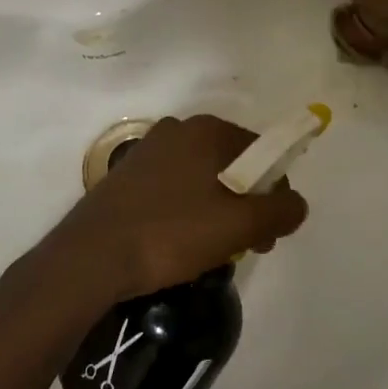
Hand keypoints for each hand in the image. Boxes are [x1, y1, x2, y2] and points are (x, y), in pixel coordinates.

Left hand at [51, 114, 308, 300]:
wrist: (89, 259)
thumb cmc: (170, 233)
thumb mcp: (238, 226)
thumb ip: (279, 211)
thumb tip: (298, 204)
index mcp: (208, 130)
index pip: (262, 153)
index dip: (274, 194)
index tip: (268, 234)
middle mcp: (179, 129)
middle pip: (233, 165)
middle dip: (247, 205)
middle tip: (244, 246)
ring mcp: (149, 150)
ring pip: (203, 179)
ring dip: (218, 211)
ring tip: (210, 252)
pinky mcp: (127, 176)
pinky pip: (175, 188)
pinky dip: (188, 211)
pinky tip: (178, 244)